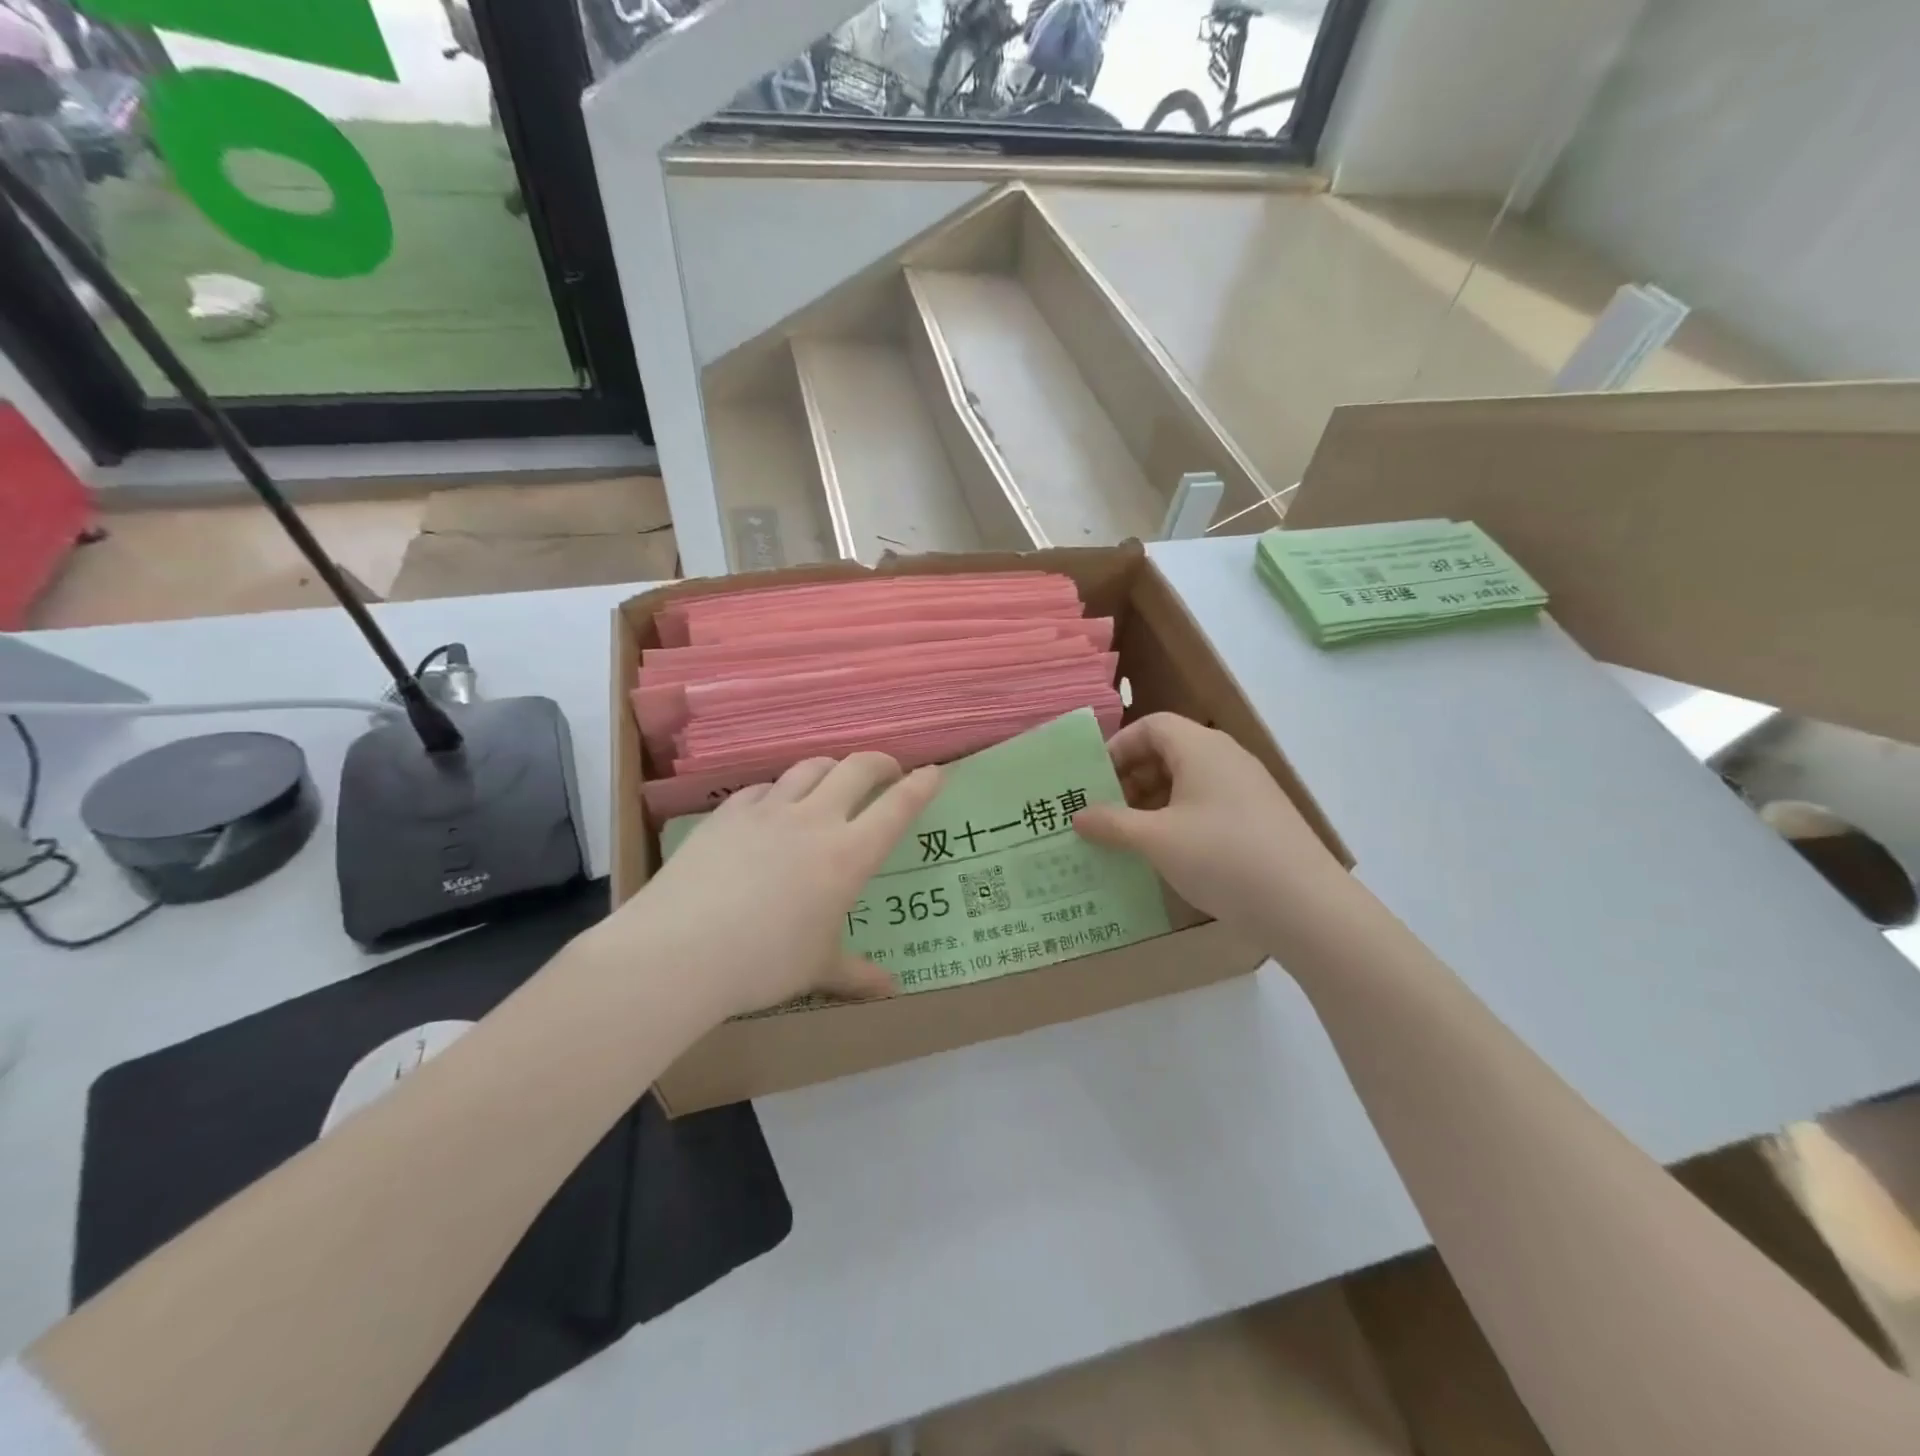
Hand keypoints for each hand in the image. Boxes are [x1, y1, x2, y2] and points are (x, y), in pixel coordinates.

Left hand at [606, 754, 941, 1018]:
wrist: (679, 951)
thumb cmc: (764, 963)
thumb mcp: (817, 969)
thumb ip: (857, 974)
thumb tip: (890, 989)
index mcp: (848, 855)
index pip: (897, 807)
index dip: (921, 785)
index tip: (934, 772)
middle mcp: (814, 820)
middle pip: (857, 768)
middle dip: (880, 762)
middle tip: (888, 772)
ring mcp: (767, 811)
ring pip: (810, 768)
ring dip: (830, 768)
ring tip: (833, 782)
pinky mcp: (727, 813)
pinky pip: (763, 788)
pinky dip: (778, 791)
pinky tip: (771, 807)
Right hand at [1073, 713, 1344, 943]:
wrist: (1305, 906)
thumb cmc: (1222, 857)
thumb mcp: (1156, 840)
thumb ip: (1112, 823)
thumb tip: (1078, 816)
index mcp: (1201, 747)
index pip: (1151, 725)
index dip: (1118, 748)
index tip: (1094, 781)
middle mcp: (1226, 757)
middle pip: (1168, 750)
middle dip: (1131, 777)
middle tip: (1106, 812)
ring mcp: (1246, 787)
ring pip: (1187, 780)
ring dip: (1153, 801)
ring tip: (1130, 836)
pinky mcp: (1258, 817)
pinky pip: (1207, 803)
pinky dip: (1179, 818)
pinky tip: (1167, 852)